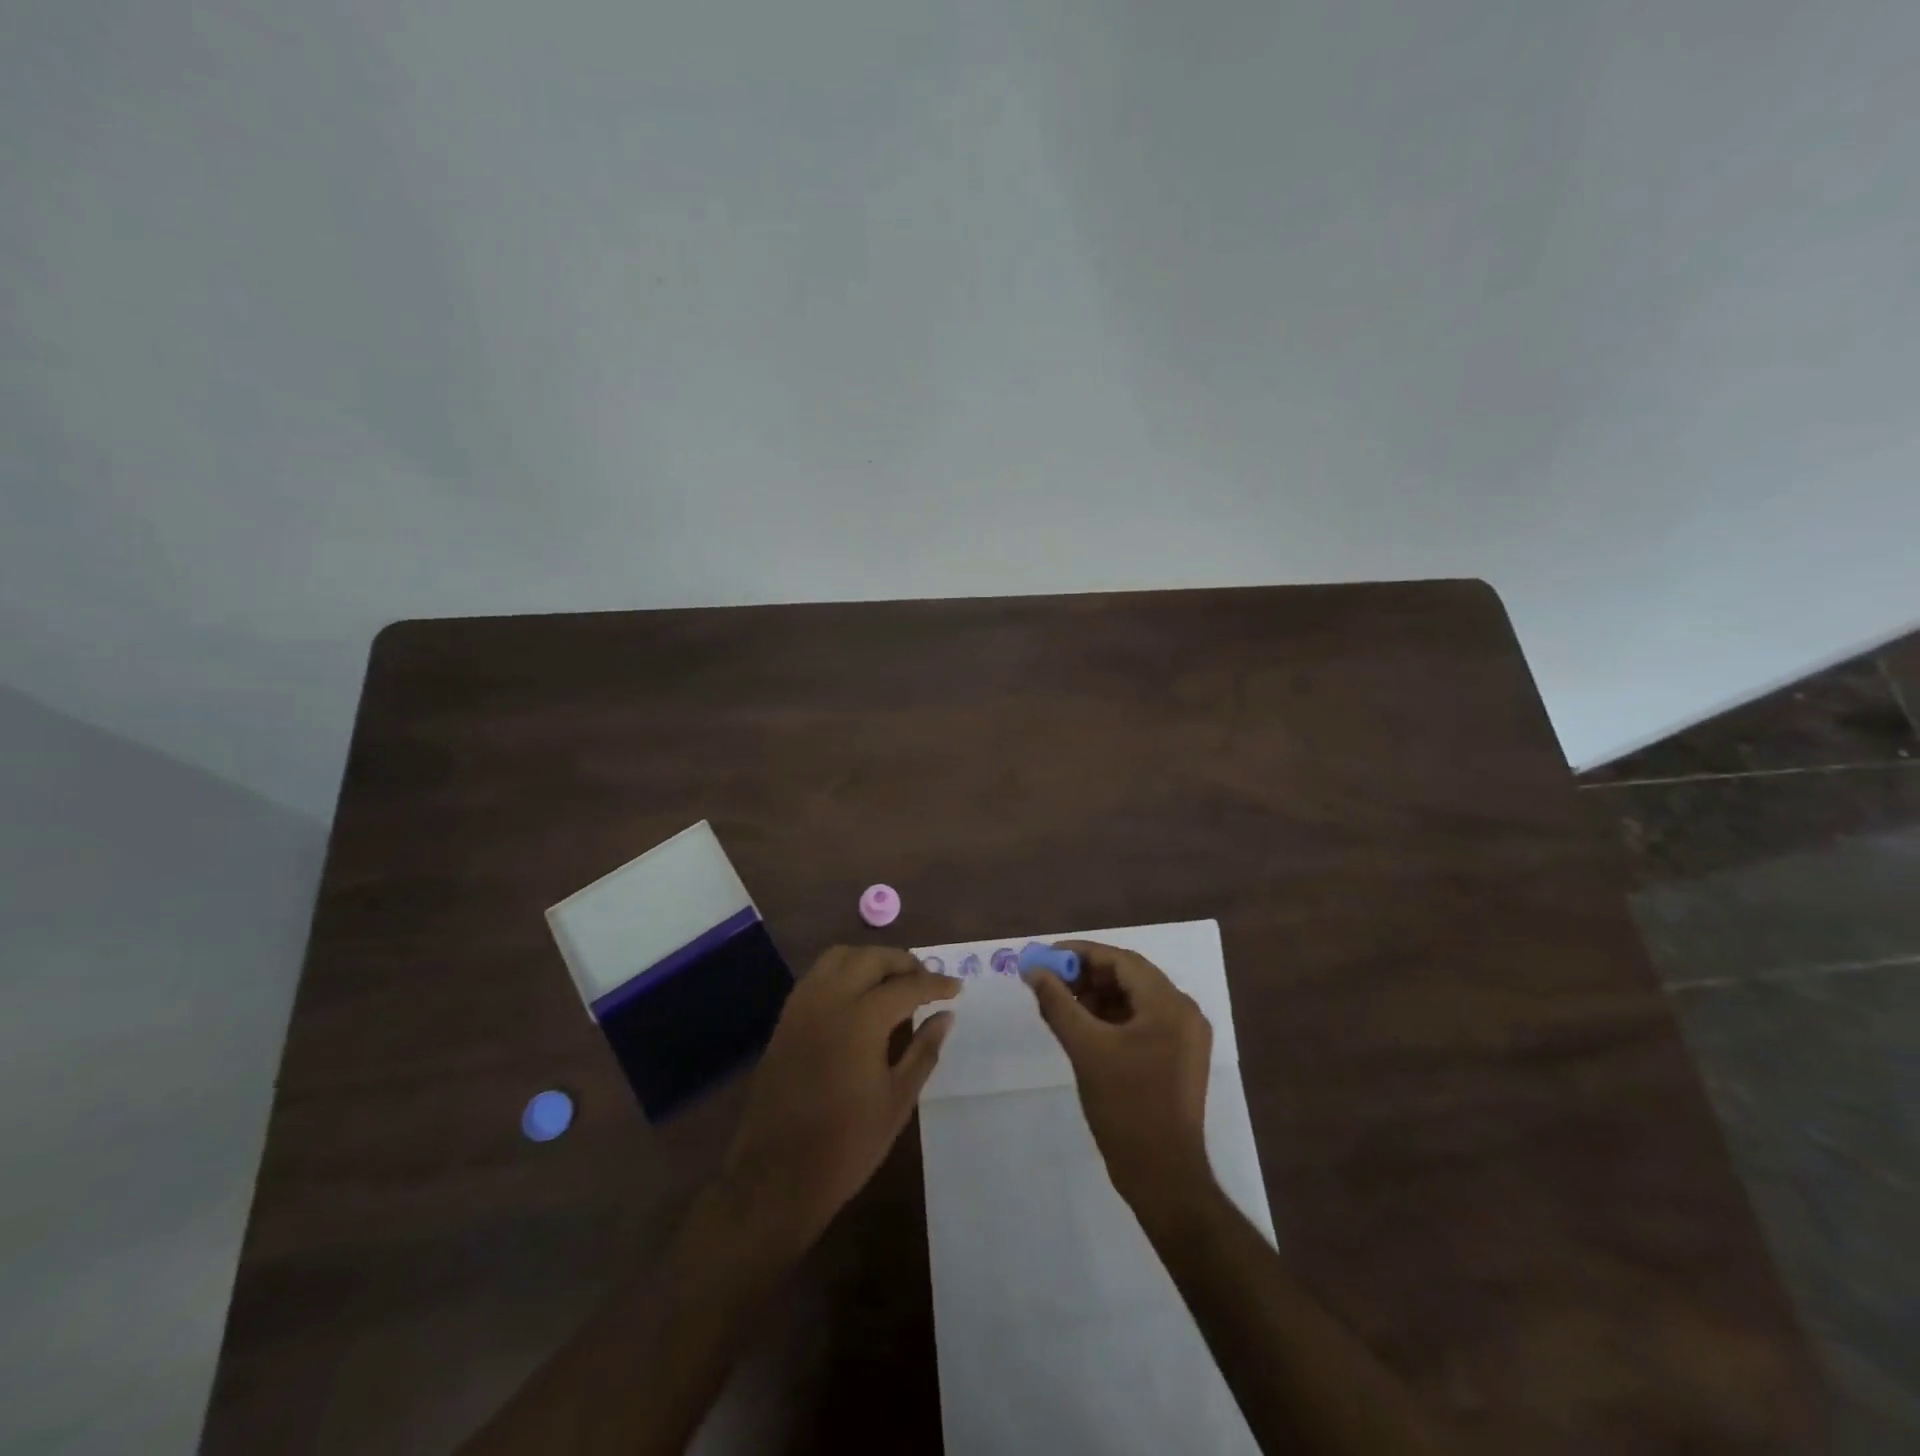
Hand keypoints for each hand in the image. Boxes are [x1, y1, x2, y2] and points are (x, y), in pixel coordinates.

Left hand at [722, 945, 956, 1243]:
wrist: (775, 1177)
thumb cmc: (845, 1145)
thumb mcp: (897, 1100)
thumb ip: (924, 1050)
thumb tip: (946, 1016)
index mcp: (860, 1020)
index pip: (907, 986)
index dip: (935, 984)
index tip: (957, 988)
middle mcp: (828, 1000)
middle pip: (871, 958)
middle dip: (903, 963)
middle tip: (926, 981)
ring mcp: (802, 1006)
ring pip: (840, 957)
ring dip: (870, 960)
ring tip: (893, 982)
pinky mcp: (785, 1018)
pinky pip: (818, 975)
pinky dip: (844, 971)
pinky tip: (859, 996)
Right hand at [1027, 940, 1213, 1210]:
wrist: (1163, 1177)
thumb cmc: (1126, 1107)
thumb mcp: (1086, 1049)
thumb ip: (1058, 1003)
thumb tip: (1034, 970)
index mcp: (1170, 1005)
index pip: (1122, 960)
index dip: (1081, 953)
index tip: (1046, 955)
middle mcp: (1183, 1012)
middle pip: (1129, 977)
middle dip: (1087, 974)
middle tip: (1048, 978)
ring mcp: (1184, 1037)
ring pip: (1134, 999)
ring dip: (1097, 996)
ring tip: (1059, 1001)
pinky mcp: (1177, 1058)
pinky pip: (1140, 1022)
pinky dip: (1110, 1018)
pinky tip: (1081, 1025)